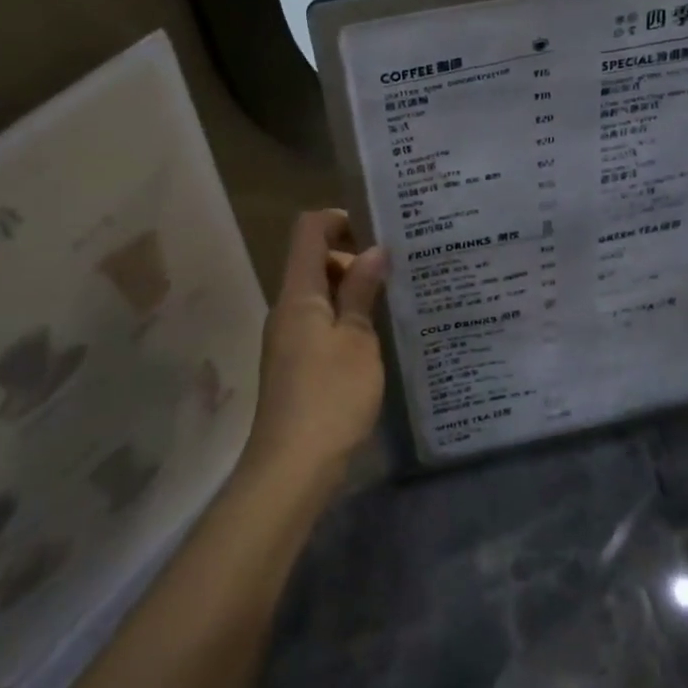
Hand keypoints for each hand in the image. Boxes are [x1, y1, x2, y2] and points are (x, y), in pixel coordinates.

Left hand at [246, 209, 388, 484]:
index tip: (380, 231)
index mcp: (298, 293)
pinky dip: (346, 318)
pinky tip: (377, 335)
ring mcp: (288, 337)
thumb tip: (374, 250)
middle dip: (354, 257)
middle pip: (315, 261)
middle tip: (400, 268)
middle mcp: (287, 308)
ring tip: (396, 299)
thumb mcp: (357, 339)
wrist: (292, 467)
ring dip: (353, 290)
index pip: (309, 230)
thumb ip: (362, 291)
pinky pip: (321, 323)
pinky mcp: (296, 364)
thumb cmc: (331, 395)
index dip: (341, 219)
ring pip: (320, 295)